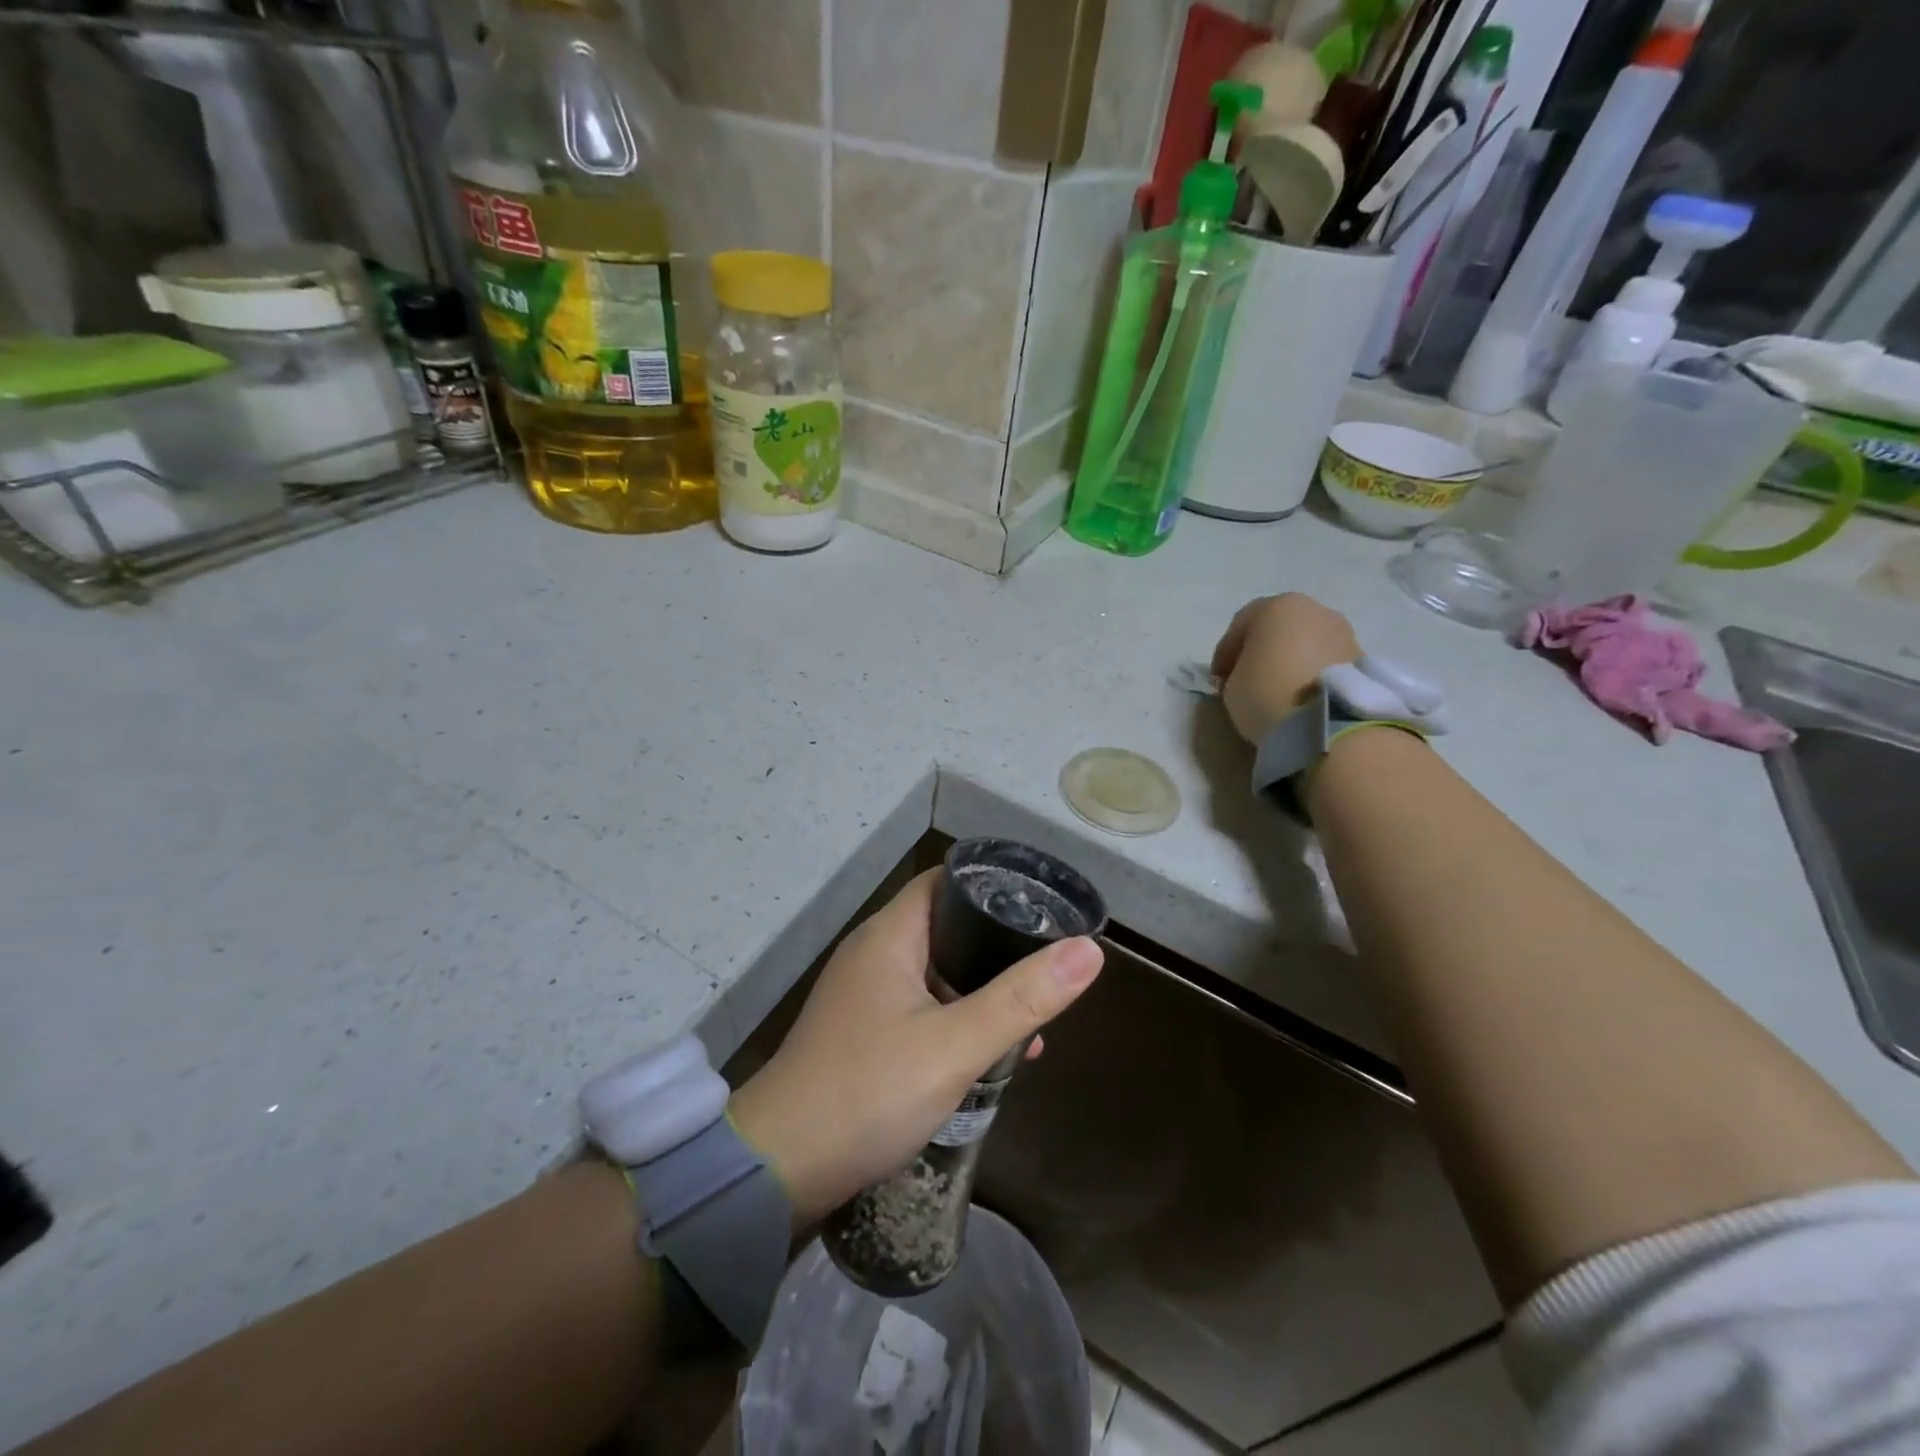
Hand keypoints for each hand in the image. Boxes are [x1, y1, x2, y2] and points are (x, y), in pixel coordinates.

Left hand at [727, 870, 1102, 1224]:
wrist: (780, 1168)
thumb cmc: (869, 1090)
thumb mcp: (955, 1045)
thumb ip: (1022, 998)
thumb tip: (1089, 951)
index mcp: (889, 936)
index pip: (945, 883)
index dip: (992, 885)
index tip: (1041, 905)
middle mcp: (874, 955)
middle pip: (946, 929)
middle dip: (997, 947)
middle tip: (1046, 965)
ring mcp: (865, 997)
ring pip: (936, 975)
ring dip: (981, 992)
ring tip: (1032, 1019)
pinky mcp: (863, 1035)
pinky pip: (921, 1010)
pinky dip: (956, 1021)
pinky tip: (990, 1057)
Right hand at [1210, 593, 1362, 744]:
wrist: (1328, 723)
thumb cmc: (1267, 693)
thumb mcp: (1232, 685)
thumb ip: (1237, 672)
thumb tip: (1249, 675)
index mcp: (1277, 607)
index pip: (1240, 625)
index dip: (1225, 653)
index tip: (1218, 681)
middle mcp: (1314, 610)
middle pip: (1278, 628)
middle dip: (1261, 651)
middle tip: (1248, 680)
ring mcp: (1343, 632)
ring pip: (1306, 643)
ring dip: (1290, 660)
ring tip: (1278, 689)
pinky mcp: (1362, 658)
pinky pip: (1326, 661)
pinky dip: (1312, 672)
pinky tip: (1302, 695)